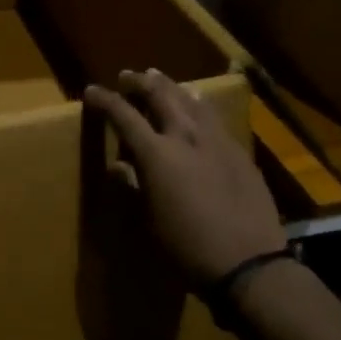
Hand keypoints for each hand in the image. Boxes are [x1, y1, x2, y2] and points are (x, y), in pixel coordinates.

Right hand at [84, 69, 285, 283]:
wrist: (248, 262)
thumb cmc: (187, 248)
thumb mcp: (149, 221)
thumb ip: (132, 186)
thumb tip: (117, 167)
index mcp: (157, 154)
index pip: (124, 116)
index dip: (105, 101)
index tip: (92, 91)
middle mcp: (186, 137)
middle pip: (160, 95)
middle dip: (140, 82)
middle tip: (127, 77)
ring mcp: (217, 140)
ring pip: (191, 99)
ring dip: (171, 87)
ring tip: (159, 79)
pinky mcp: (239, 151)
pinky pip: (213, 117)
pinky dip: (197, 104)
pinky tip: (197, 106)